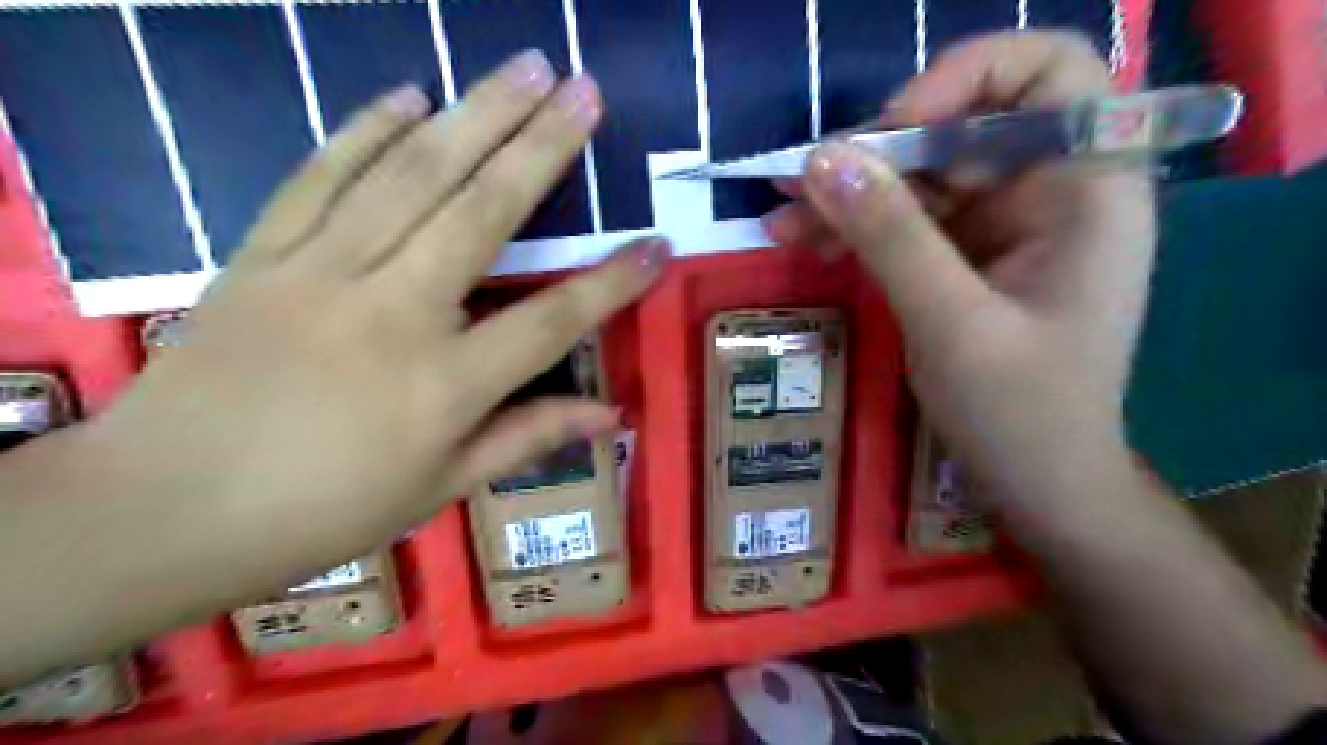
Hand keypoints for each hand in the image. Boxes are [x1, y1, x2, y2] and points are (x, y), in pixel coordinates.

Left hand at [80, 49, 668, 579]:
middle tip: (586, 91)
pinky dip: (367, 129)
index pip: (552, 321)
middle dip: (544, 147)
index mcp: (443, 385)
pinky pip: (321, 175)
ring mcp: (321, 272)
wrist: (163, 510)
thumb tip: (609, 415)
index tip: (657, 244)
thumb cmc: (321, 511)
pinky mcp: (262, 254)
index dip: (611, 282)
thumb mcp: (439, 487)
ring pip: (411, 175)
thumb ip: (527, 437)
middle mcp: (392, 313)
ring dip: (474, 113)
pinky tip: (409, 94)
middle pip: (483, 213)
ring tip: (525, 68)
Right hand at [764, 32, 1157, 499]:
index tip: (894, 128)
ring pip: (919, 178)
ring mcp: (1003, 227)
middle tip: (801, 183)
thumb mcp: (951, 323)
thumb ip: (890, 235)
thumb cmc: (1020, 414)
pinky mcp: (965, 259)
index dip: (967, 76)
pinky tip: (806, 243)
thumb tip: (821, 158)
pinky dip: (855, 229)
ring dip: (849, 195)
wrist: (1037, 485)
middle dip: (876, 154)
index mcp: (1087, 190)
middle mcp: (1049, 192)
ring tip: (783, 220)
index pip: (1048, 73)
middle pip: (960, 127)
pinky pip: (905, 223)